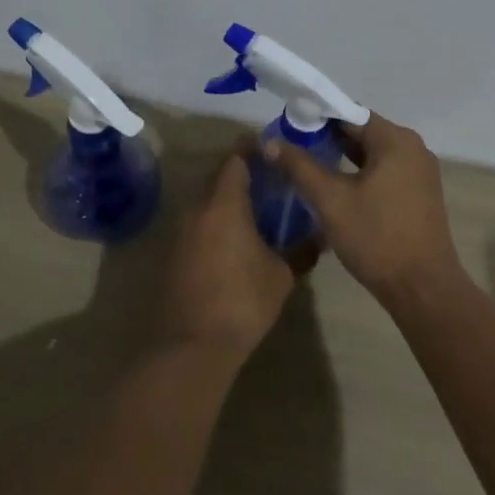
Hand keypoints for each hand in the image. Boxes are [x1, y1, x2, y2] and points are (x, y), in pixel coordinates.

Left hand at [160, 151, 308, 359]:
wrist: (192, 346)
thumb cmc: (242, 301)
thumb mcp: (281, 275)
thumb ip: (301, 250)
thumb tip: (320, 236)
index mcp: (223, 204)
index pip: (235, 160)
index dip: (253, 149)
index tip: (273, 149)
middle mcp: (196, 210)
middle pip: (218, 177)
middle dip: (243, 173)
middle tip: (272, 179)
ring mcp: (180, 232)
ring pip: (206, 202)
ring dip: (228, 199)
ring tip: (258, 209)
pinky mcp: (173, 254)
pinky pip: (198, 224)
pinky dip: (216, 222)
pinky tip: (236, 239)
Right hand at [264, 114, 464, 304]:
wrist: (422, 287)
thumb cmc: (376, 238)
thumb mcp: (330, 200)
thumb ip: (299, 166)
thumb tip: (269, 142)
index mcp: (395, 140)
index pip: (349, 113)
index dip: (315, 117)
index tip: (287, 128)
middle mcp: (413, 148)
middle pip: (362, 131)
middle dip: (327, 138)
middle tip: (292, 150)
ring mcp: (420, 172)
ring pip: (373, 154)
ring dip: (342, 157)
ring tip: (307, 167)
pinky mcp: (419, 194)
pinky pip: (385, 171)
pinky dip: (360, 174)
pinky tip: (336, 188)